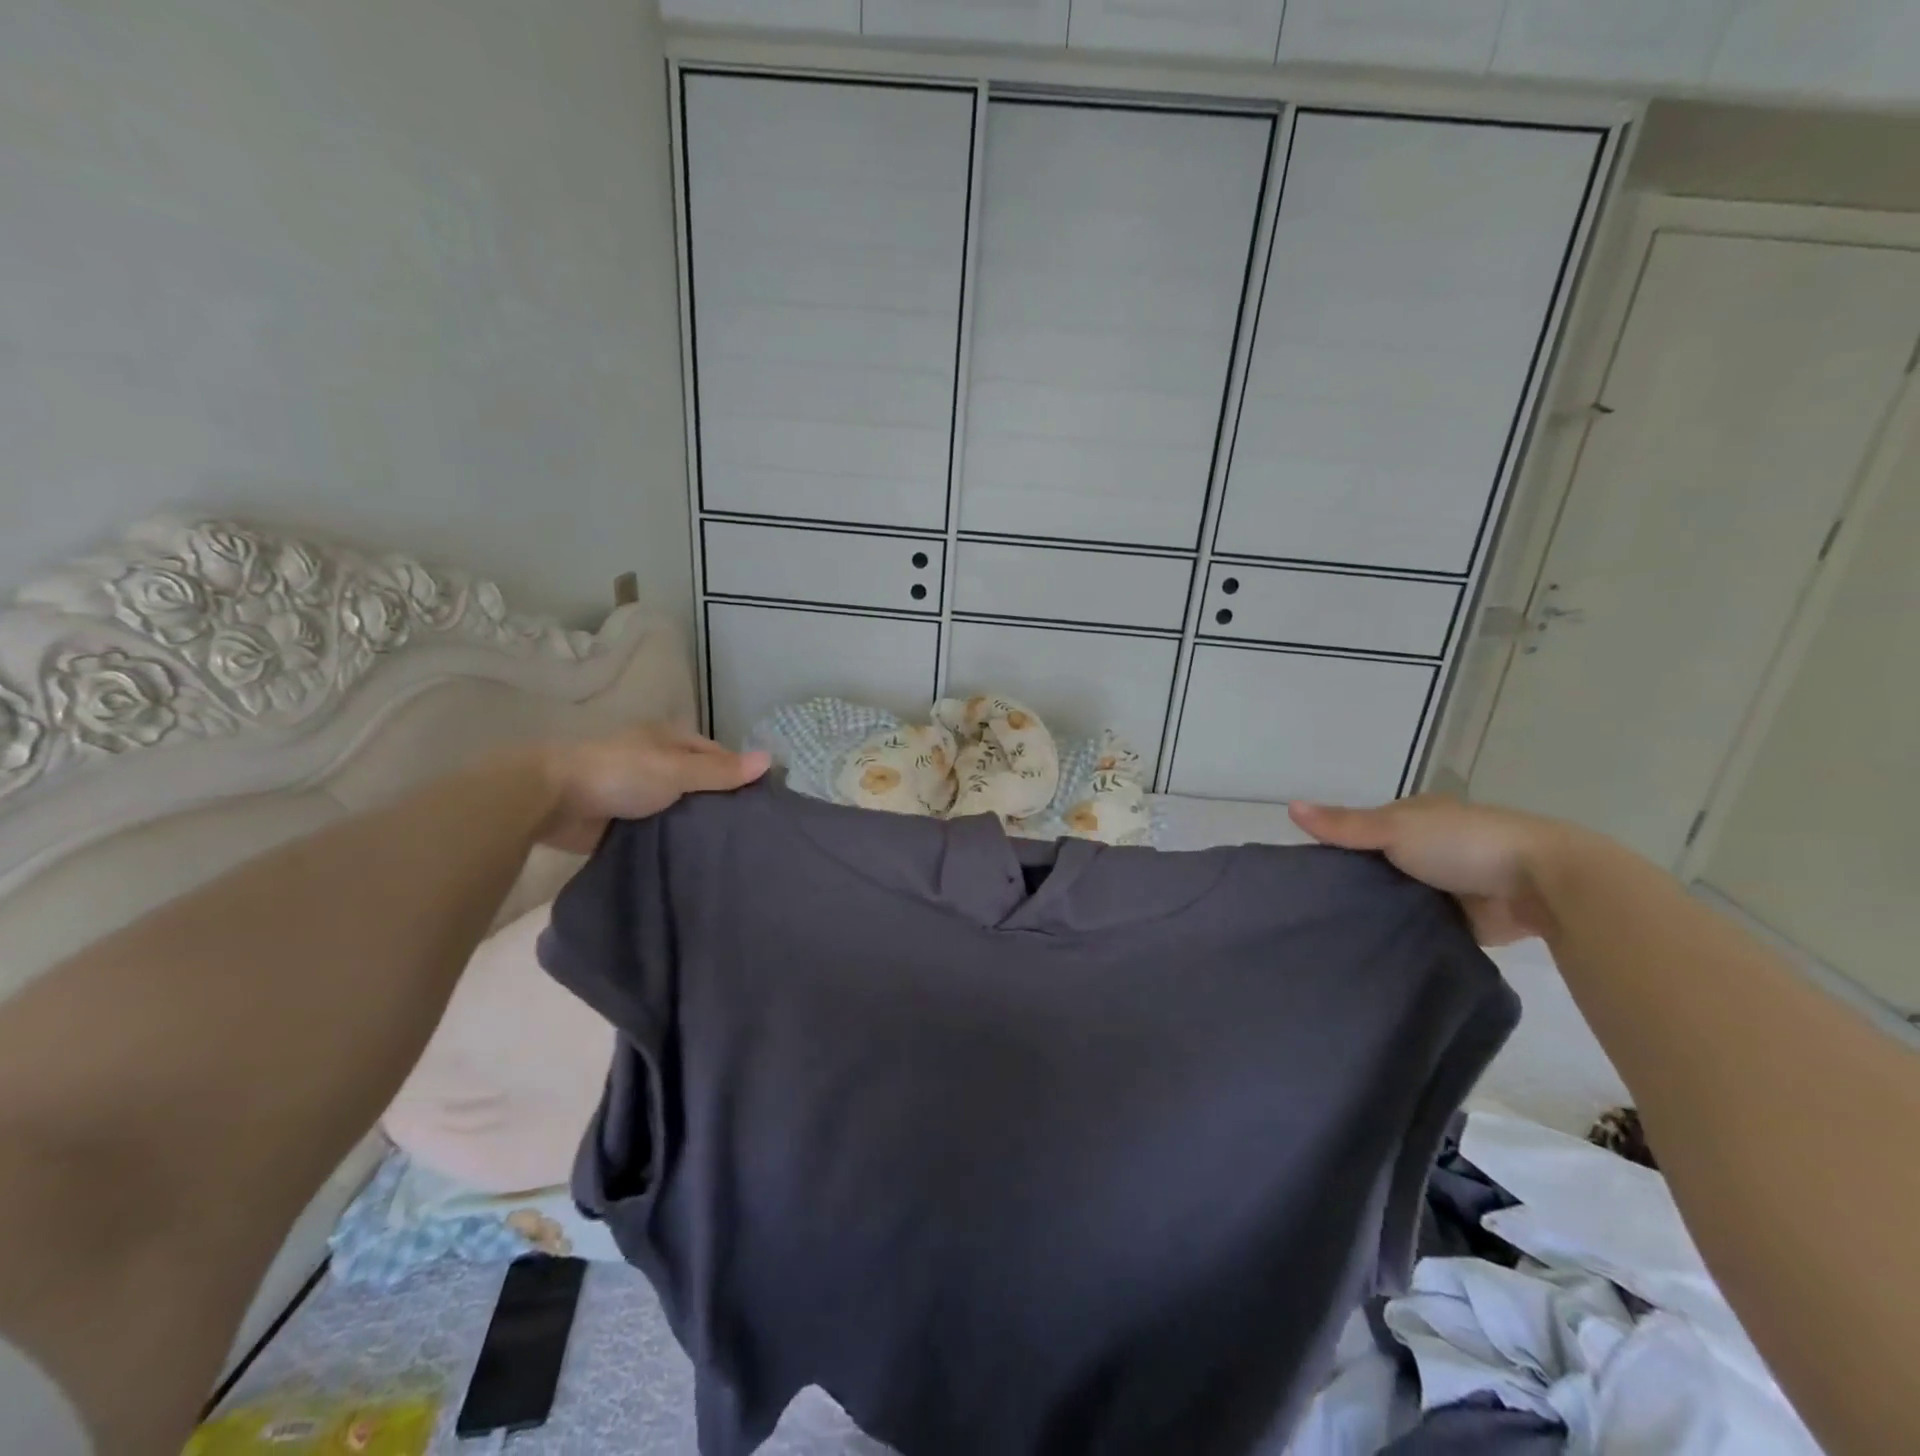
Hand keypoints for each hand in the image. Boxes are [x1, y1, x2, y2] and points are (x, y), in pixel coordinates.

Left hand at [538, 723, 769, 852]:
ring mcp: (638, 793)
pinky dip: (672, 841)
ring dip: (695, 825)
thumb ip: (721, 771)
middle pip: (699, 783)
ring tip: (729, 851)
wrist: (551, 801)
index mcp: (670, 741)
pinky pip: (658, 831)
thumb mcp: (678, 770)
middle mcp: (657, 763)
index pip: (717, 756)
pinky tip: (694, 859)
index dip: (738, 774)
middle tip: (749, 833)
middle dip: (719, 804)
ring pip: (679, 809)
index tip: (761, 803)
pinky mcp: (622, 821)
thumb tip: (770, 759)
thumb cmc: (620, 773)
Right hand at [1288, 794, 1569, 945]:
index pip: (1364, 829)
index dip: (1337, 846)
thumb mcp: (1394, 828)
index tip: (1307, 871)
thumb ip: (1344, 825)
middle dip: (1356, 882)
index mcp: (1417, 817)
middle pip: (1379, 865)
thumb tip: (1289, 807)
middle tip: (1314, 908)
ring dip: (1380, 910)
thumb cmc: (1463, 843)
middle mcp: (1431, 847)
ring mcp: (1449, 884)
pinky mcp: (1465, 920)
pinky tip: (1374, 947)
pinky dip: (1405, 933)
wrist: (1543, 885)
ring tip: (1335, 932)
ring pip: (1400, 897)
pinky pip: (1423, 926)